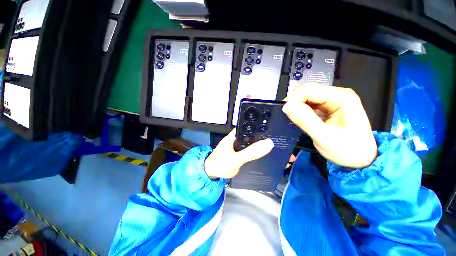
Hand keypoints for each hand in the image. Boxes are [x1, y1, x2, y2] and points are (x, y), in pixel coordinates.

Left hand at [204, 129, 273, 178]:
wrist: (211, 174)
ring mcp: (235, 146)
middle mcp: (234, 139)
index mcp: (233, 136)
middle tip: (272, 137)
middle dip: (258, 136)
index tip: (268, 127)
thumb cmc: (221, 164)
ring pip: (248, 142)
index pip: (246, 127)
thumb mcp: (237, 159)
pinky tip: (260, 152)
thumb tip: (268, 143)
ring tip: (269, 143)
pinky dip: (252, 150)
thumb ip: (251, 152)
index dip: (256, 126)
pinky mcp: (236, 153)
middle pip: (248, 135)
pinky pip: (246, 149)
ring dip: (256, 143)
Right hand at [282, 83, 376, 168]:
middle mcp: (336, 96)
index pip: (309, 90)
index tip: (285, 112)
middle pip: (306, 92)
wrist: (360, 161)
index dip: (294, 99)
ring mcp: (330, 102)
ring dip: (296, 108)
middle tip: (287, 117)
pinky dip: (299, 112)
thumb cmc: (348, 151)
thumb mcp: (325, 137)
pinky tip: (298, 120)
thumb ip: (305, 121)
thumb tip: (286, 106)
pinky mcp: (325, 110)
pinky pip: (307, 106)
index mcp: (342, 97)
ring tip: (292, 120)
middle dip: (294, 103)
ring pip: (305, 99)